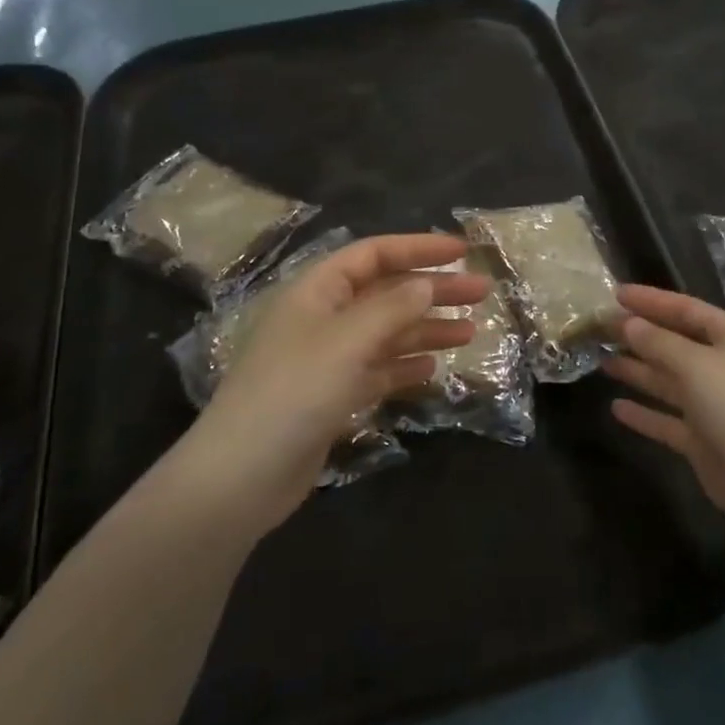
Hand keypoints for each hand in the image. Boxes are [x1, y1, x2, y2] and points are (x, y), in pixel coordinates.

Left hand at [162, 233, 488, 539]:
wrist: (242, 476)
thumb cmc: (294, 392)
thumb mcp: (348, 341)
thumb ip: (392, 308)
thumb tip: (427, 284)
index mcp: (317, 291)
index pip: (374, 254)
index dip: (419, 248)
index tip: (463, 253)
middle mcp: (323, 318)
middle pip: (386, 293)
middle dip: (433, 291)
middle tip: (482, 294)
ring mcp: (326, 360)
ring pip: (386, 333)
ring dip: (426, 329)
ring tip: (470, 333)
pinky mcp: (331, 397)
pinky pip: (377, 370)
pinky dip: (404, 366)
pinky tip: (432, 370)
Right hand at [604, 284, 724, 532]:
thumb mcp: (695, 364)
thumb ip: (658, 342)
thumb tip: (629, 323)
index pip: (686, 309)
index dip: (651, 300)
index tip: (616, 294)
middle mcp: (723, 367)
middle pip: (675, 343)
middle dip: (640, 335)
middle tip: (601, 327)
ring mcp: (713, 405)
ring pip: (668, 380)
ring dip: (638, 370)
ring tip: (602, 360)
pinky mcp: (703, 439)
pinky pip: (667, 419)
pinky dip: (644, 414)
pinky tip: (616, 408)